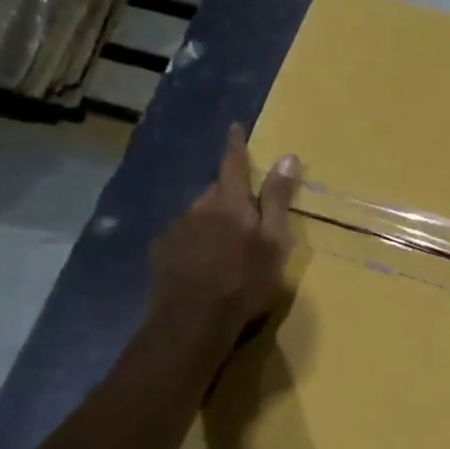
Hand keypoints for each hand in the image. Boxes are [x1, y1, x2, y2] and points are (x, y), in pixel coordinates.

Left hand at [148, 125, 298, 361]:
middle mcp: (199, 208)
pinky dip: (196, 241)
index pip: (234, 164)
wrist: (193, 321)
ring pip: (199, 215)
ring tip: (227, 246)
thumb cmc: (245, 281)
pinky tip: (205, 263)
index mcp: (230, 203)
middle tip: (246, 212)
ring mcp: (176, 229)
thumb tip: (288, 157)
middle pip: (216, 191)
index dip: (236, 145)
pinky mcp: (162, 252)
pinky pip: (184, 236)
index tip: (235, 127)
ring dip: (213, 221)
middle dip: (229, 194)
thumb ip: (279, 200)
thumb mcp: (275, 242)